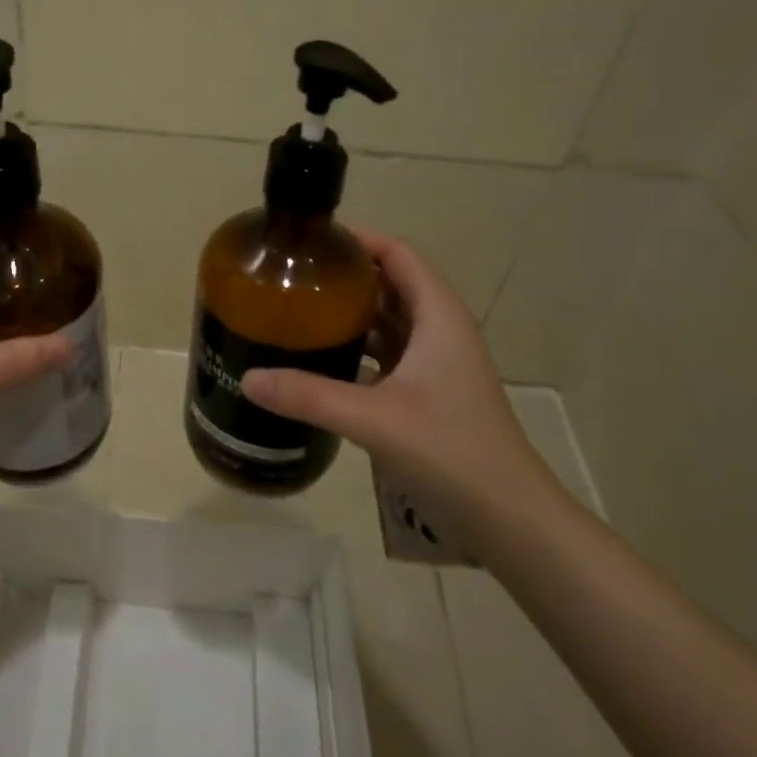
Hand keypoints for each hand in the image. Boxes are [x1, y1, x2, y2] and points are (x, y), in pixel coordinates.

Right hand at [240, 227, 557, 539]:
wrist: (508, 518)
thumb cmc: (451, 451)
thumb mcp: (374, 419)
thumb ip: (309, 396)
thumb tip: (249, 378)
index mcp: (438, 316)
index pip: (397, 254)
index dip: (358, 239)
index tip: (311, 239)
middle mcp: (440, 330)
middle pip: (390, 282)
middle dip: (346, 275)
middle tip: (293, 274)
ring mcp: (437, 363)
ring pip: (389, 319)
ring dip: (350, 312)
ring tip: (299, 309)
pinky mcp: (430, 392)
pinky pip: (388, 353)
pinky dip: (358, 347)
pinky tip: (322, 359)